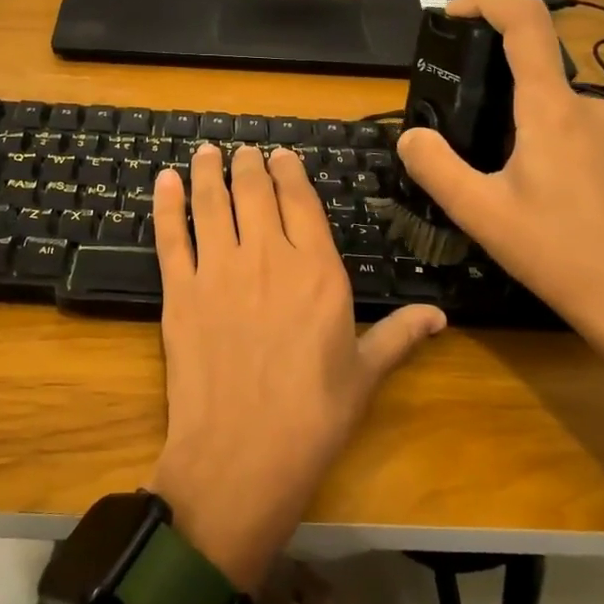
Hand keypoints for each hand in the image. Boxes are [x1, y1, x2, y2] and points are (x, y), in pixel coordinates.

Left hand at [147, 143, 445, 590]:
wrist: (242, 454)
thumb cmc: (313, 417)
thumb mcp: (365, 374)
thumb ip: (399, 335)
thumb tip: (440, 315)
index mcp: (316, 269)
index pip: (300, 201)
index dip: (289, 171)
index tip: (281, 154)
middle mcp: (266, 255)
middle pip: (253, 192)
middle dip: (248, 164)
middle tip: (242, 149)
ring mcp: (218, 270)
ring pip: (211, 204)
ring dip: (207, 172)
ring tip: (206, 152)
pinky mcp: (179, 291)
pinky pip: (172, 236)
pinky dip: (166, 205)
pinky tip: (164, 181)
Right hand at [396, 0, 603, 354]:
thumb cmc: (555, 252)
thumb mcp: (479, 212)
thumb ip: (435, 167)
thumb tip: (410, 136)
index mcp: (552, 109)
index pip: (525, 23)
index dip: (488, 0)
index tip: (453, 12)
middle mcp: (590, 105)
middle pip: (533, 70)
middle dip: (490, 88)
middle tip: (460, 133)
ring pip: (552, 104)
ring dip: (517, 122)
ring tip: (496, 176)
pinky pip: (575, 125)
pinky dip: (544, 137)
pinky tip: (537, 189)